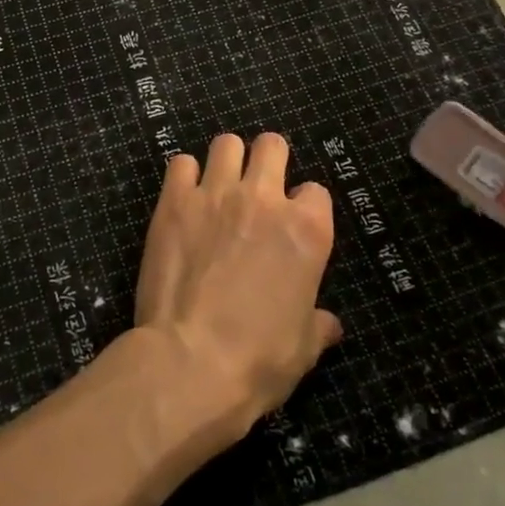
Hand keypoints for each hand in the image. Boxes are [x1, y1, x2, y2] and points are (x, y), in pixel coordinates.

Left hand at [132, 132, 342, 437]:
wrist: (190, 362)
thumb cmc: (258, 360)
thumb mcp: (303, 348)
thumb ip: (317, 325)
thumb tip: (330, 325)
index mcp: (307, 229)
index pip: (315, 191)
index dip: (304, 207)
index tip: (292, 225)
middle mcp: (264, 199)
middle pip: (272, 146)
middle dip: (268, 159)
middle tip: (257, 185)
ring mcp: (216, 194)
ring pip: (226, 144)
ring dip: (226, 160)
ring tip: (219, 185)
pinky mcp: (174, 201)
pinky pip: (181, 164)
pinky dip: (185, 176)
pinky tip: (184, 198)